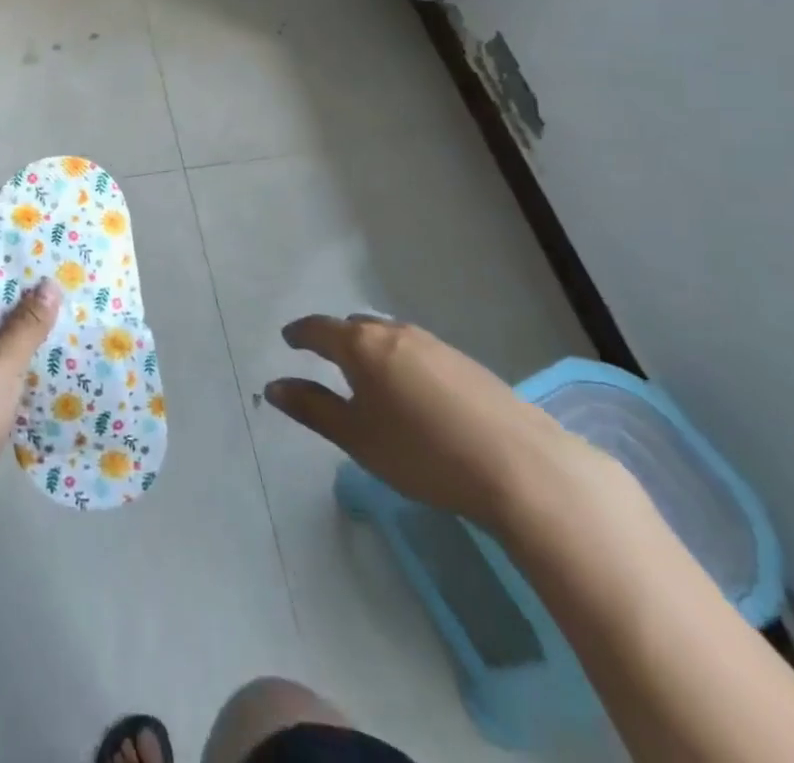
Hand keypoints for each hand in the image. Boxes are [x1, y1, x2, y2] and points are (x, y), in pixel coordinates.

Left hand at [0, 280, 60, 537]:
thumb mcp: (1, 364)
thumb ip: (27, 324)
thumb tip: (48, 284)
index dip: (21, 288)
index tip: (61, 288)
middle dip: (30, 324)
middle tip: (75, 319)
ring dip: (27, 358)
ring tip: (72, 352)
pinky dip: (18, 389)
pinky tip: (50, 393)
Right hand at [264, 314, 605, 533]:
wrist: (520, 466)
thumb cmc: (422, 452)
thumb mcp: (356, 437)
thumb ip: (312, 408)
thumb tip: (274, 386)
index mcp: (361, 345)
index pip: (319, 329)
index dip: (300, 333)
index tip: (289, 339)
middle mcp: (395, 333)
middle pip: (356, 327)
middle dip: (337, 338)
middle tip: (326, 359)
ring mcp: (435, 345)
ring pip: (390, 337)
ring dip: (372, 349)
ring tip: (369, 377)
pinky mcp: (466, 363)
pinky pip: (418, 352)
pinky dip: (403, 362)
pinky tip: (414, 393)